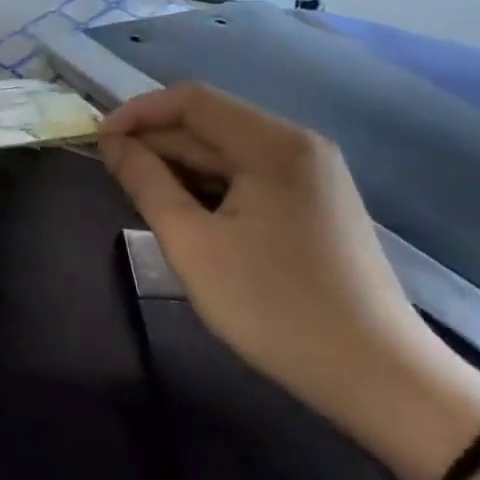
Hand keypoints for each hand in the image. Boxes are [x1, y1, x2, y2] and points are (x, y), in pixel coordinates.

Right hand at [100, 83, 479, 479]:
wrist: (380, 380)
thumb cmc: (275, 308)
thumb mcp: (193, 244)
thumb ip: (146, 182)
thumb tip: (112, 142)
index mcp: (273, 143)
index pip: (191, 99)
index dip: (138, 112)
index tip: (99, 142)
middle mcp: (298, 145)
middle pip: (211, 124)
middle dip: (157, 143)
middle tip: (112, 175)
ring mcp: (313, 175)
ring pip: (228, 153)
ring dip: (181, 167)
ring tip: (142, 197)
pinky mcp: (316, 204)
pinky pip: (250, 177)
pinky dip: (211, 187)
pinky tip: (187, 215)